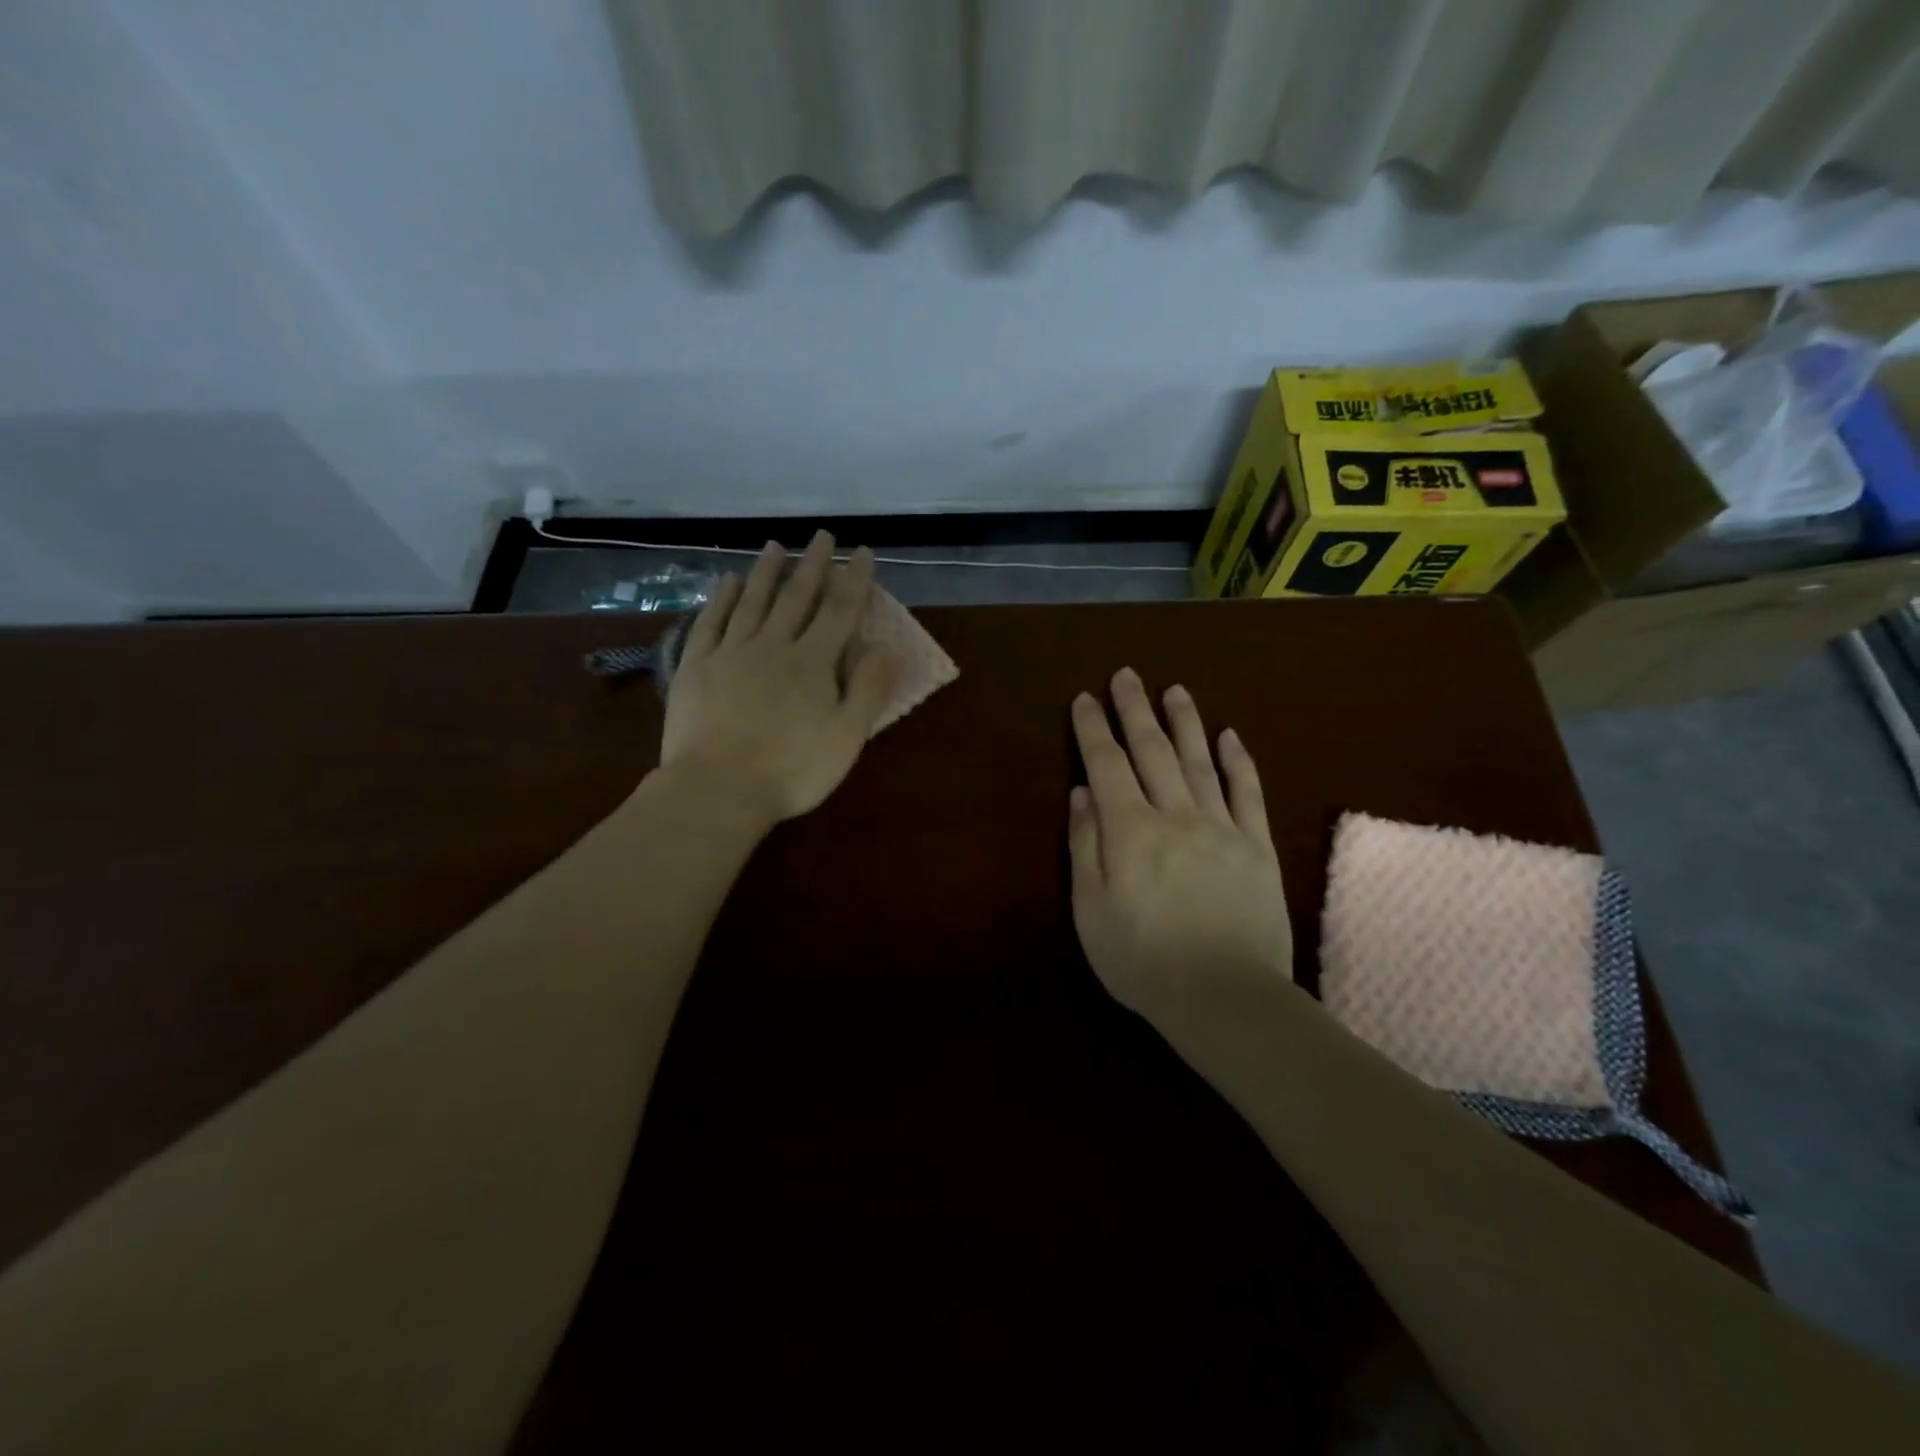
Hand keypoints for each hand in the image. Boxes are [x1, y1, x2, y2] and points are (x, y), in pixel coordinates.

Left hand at [659, 531, 895, 824]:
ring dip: (766, 571)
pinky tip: (727, 580)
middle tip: (822, 536)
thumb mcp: (847, 737)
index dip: (854, 580)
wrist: (718, 789)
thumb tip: (885, 646)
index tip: (862, 552)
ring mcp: (731, 653)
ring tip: (775, 546)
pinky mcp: (696, 666)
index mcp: (813, 663)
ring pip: (752, 601)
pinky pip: (711, 622)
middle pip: (796, 597)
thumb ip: (869, 689)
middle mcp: (773, 645)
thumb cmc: (793, 770)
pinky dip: (721, 597)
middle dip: (813, 564)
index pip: (839, 611)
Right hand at [1067, 669, 1292, 1015]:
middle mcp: (1175, 815)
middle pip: (1152, 751)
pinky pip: (1248, 793)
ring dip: (1185, 722)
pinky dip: (1238, 761)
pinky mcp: (1257, 847)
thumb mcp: (1091, 909)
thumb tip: (1083, 793)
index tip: (1085, 699)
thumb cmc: (1142, 959)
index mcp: (1130, 830)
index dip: (1094, 729)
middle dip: (1135, 710)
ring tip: (1175, 690)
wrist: (1224, 997)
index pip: (1107, 765)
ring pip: (1199, 761)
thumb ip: (1086, 846)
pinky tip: (1230, 736)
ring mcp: (1221, 827)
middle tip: (1127, 675)